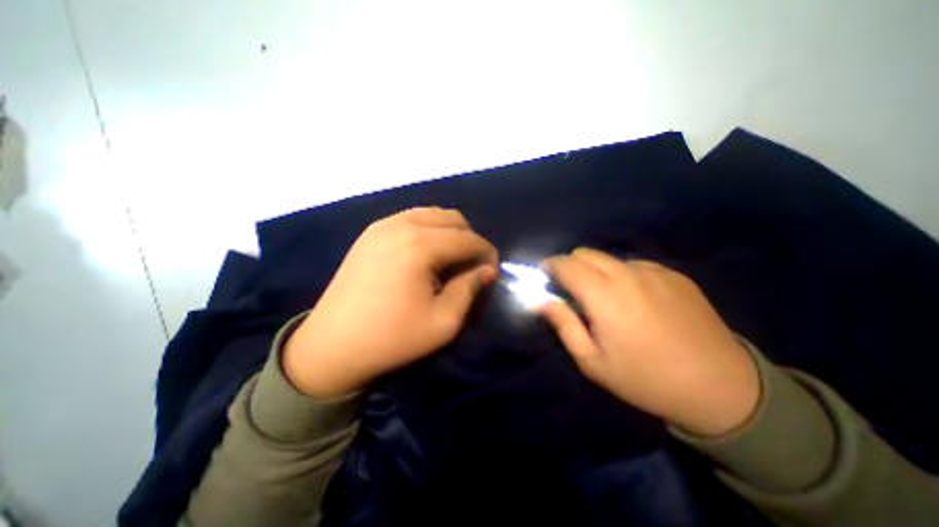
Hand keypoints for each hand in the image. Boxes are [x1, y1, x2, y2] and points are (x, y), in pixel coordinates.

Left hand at [284, 209, 496, 396]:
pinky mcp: (370, 233)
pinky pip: (410, 219)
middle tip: (471, 266)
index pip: (468, 239)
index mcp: (419, 245)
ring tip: (450, 259)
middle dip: (469, 239)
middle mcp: (401, 225)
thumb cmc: (392, 338)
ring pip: (431, 214)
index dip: (486, 253)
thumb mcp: (444, 322)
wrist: (332, 346)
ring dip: (449, 233)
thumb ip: (469, 289)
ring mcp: (382, 225)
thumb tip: (485, 270)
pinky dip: (428, 231)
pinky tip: (425, 254)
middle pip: (452, 218)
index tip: (491, 272)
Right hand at [540, 248, 758, 435]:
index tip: (544, 277)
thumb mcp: (592, 360)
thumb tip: (538, 299)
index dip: (549, 266)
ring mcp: (655, 271)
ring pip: (609, 258)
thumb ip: (563, 323)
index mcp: (605, 296)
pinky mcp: (674, 275)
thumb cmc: (645, 378)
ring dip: (596, 271)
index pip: (566, 264)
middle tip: (572, 291)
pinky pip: (635, 265)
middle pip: (585, 253)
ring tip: (606, 298)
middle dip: (570, 266)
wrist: (722, 388)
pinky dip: (622, 275)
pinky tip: (636, 300)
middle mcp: (628, 274)